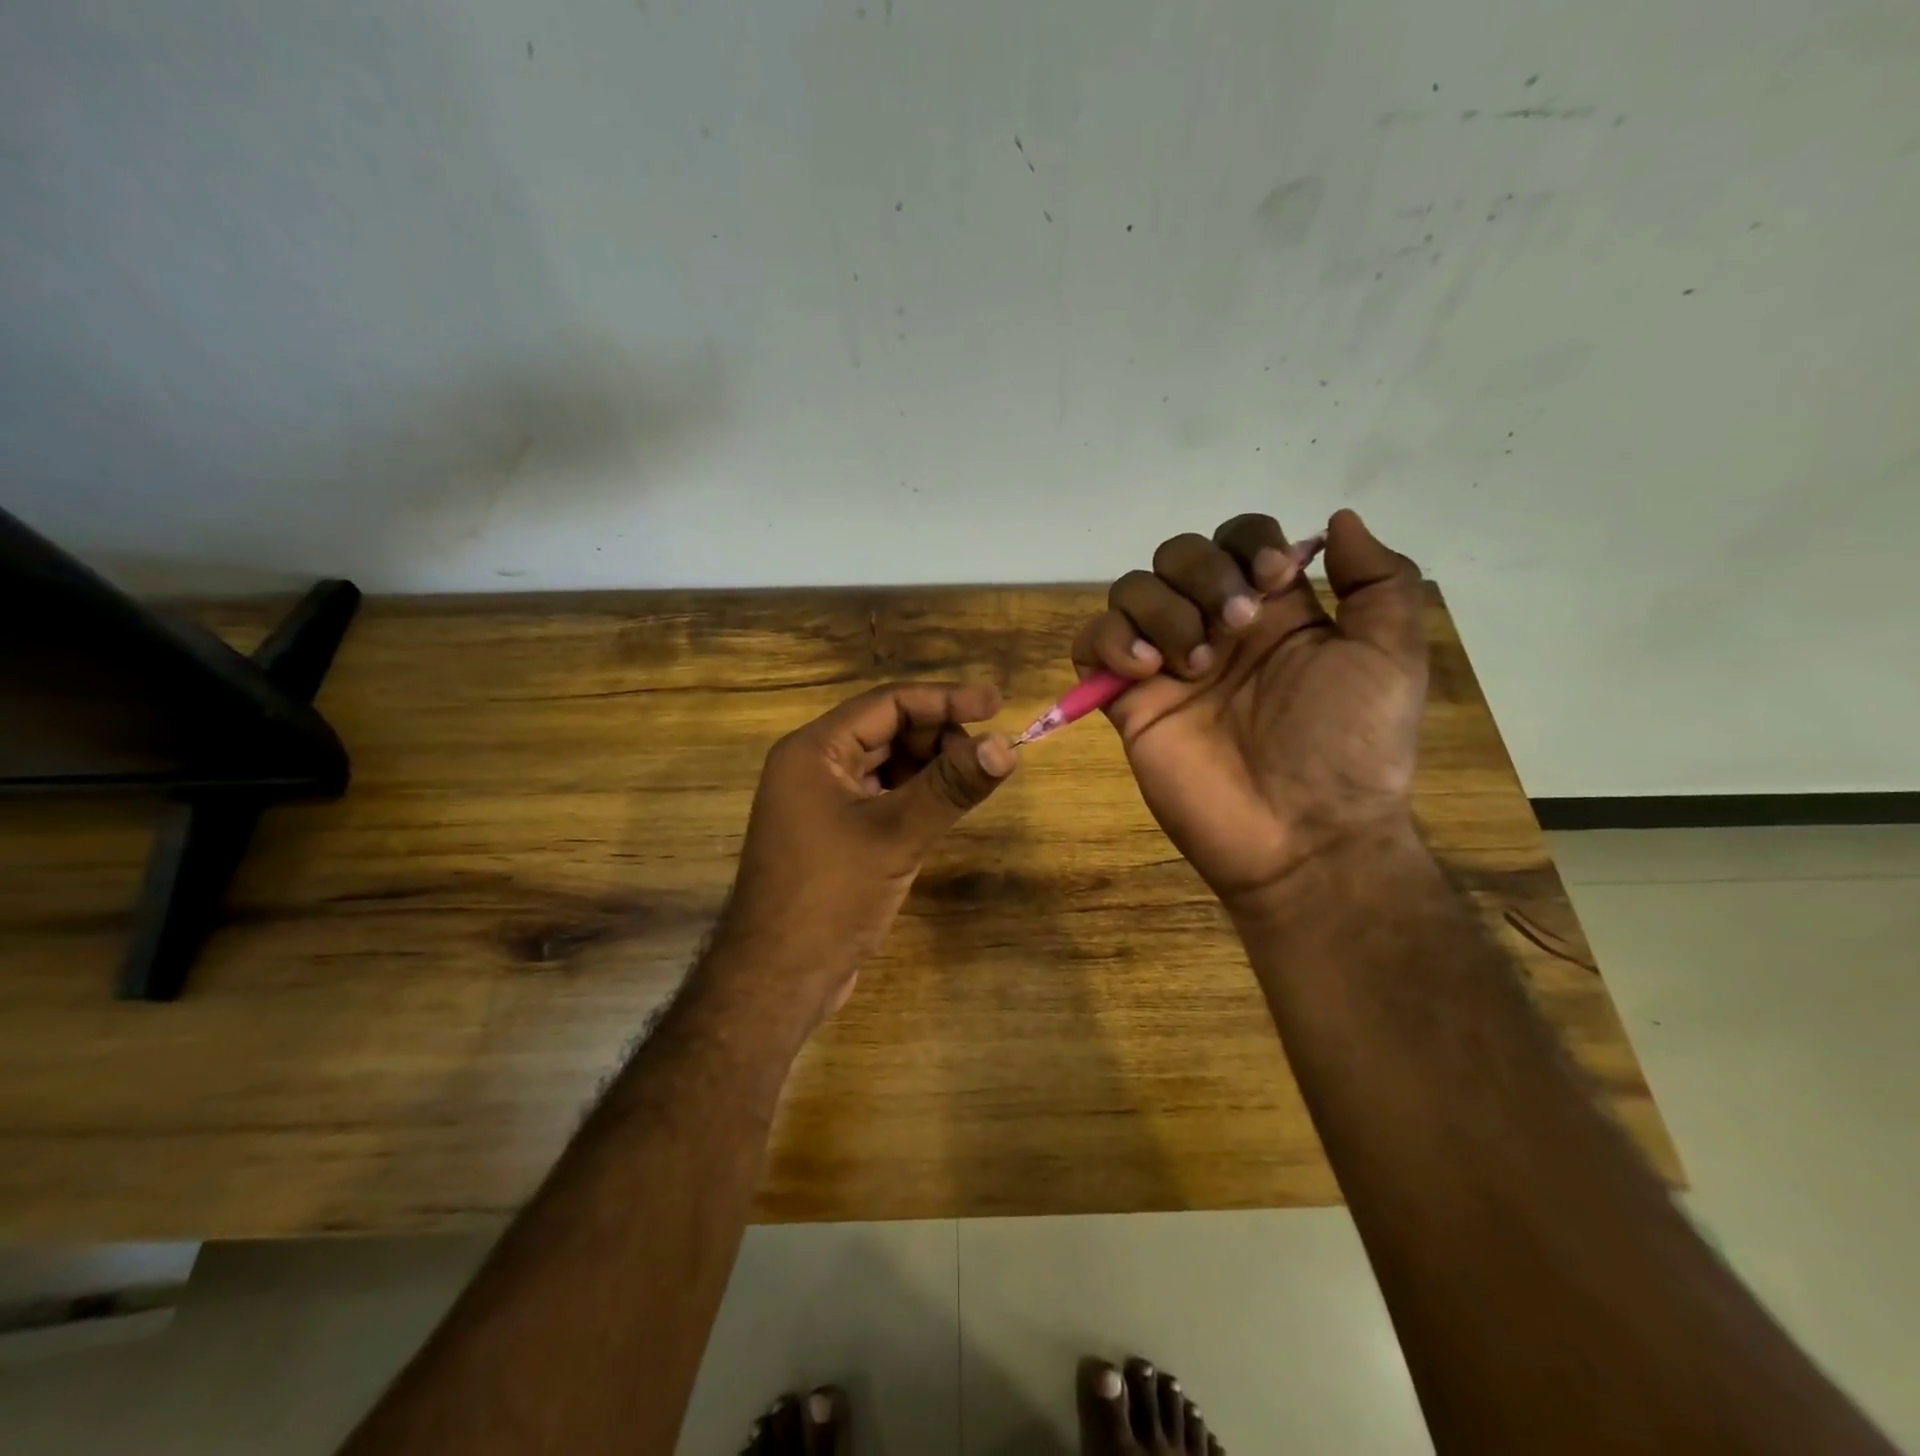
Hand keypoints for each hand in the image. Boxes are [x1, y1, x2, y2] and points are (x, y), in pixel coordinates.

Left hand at [714, 682, 1017, 1034]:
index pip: (888, 703)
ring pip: (887, 764)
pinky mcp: (834, 833)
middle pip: (887, 729)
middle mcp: (814, 767)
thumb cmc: (830, 896)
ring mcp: (822, 802)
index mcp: (814, 751)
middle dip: (939, 736)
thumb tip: (1007, 745)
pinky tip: (945, 807)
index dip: (945, 699)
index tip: (997, 703)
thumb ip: (951, 786)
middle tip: (986, 758)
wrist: (779, 979)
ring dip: (930, 766)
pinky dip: (915, 795)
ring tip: (971, 783)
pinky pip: (882, 796)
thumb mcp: (897, 835)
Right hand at [1071, 509, 1426, 913]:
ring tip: (1194, 664)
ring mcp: (1166, 664)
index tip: (1272, 581)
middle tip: (1236, 627)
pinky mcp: (1127, 701)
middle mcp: (1216, 627)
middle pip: (1177, 554)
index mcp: (1276, 612)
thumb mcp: (1391, 657)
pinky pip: (1089, 644)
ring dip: (1161, 610)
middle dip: (1203, 575)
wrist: (1301, 835)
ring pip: (1131, 590)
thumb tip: (1338, 519)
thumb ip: (1379, 580)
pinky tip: (1145, 670)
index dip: (1248, 542)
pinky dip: (1109, 640)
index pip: (1239, 538)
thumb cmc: (1349, 747)